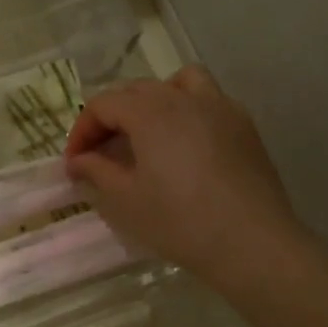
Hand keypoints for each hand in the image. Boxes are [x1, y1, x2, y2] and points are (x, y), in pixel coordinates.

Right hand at [63, 66, 310, 283]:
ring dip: (154, 99)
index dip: (82, 130)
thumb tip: (79, 160)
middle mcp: (184, 98)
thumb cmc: (180, 221)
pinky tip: (186, 144)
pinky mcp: (244, 126)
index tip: (75, 162)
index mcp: (150, 113)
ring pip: (178, 82)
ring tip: (148, 131)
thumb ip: (96, 171)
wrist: (252, 244)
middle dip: (111, 116)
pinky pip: (209, 100)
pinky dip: (188, 110)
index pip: (103, 104)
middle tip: (101, 152)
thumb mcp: (125, 200)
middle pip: (136, 90)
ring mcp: (220, 107)